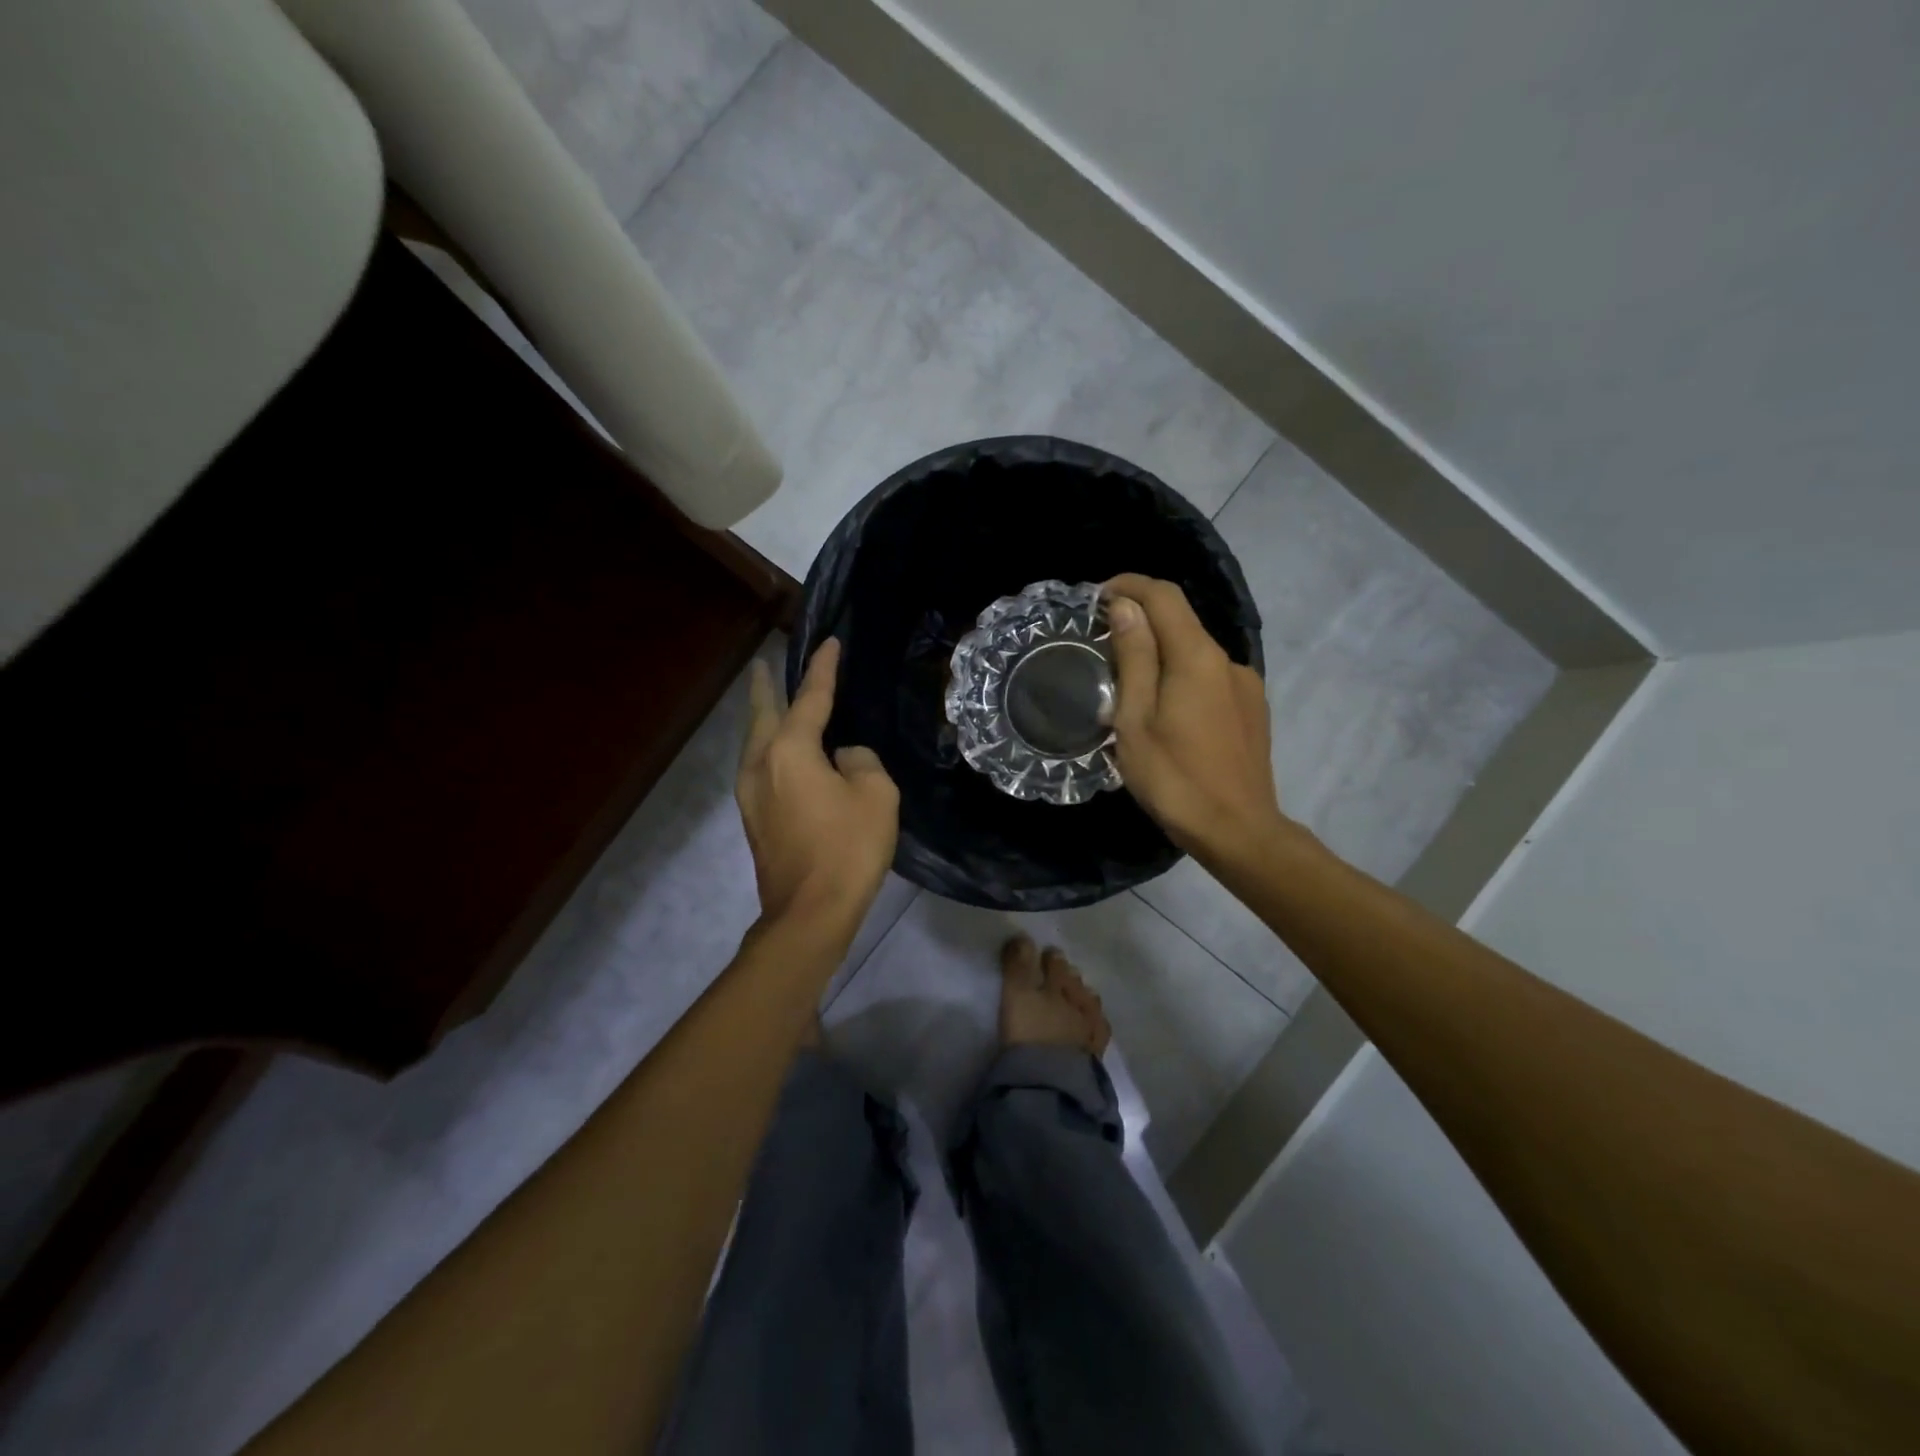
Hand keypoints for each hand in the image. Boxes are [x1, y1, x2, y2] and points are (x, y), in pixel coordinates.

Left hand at [736, 639, 898, 930]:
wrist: (810, 912)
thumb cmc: (848, 848)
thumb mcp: (876, 794)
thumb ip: (861, 761)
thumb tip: (842, 758)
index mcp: (790, 751)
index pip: (810, 698)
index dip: (822, 669)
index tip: (830, 642)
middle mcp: (761, 764)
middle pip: (762, 714)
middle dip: (764, 687)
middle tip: (763, 664)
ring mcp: (751, 794)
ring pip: (755, 743)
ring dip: (763, 718)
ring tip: (770, 702)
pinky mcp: (754, 819)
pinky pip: (760, 767)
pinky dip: (770, 748)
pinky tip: (782, 754)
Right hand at [1103, 574, 1286, 866]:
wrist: (1237, 831)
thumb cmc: (1174, 778)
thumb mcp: (1136, 719)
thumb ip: (1134, 658)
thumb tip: (1126, 607)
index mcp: (1197, 657)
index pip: (1164, 596)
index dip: (1129, 585)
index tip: (1097, 597)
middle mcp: (1228, 660)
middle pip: (1181, 621)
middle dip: (1141, 619)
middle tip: (1102, 643)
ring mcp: (1245, 685)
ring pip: (1195, 651)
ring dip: (1160, 652)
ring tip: (1128, 686)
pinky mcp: (1252, 709)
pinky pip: (1209, 676)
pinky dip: (1181, 675)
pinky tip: (1165, 711)